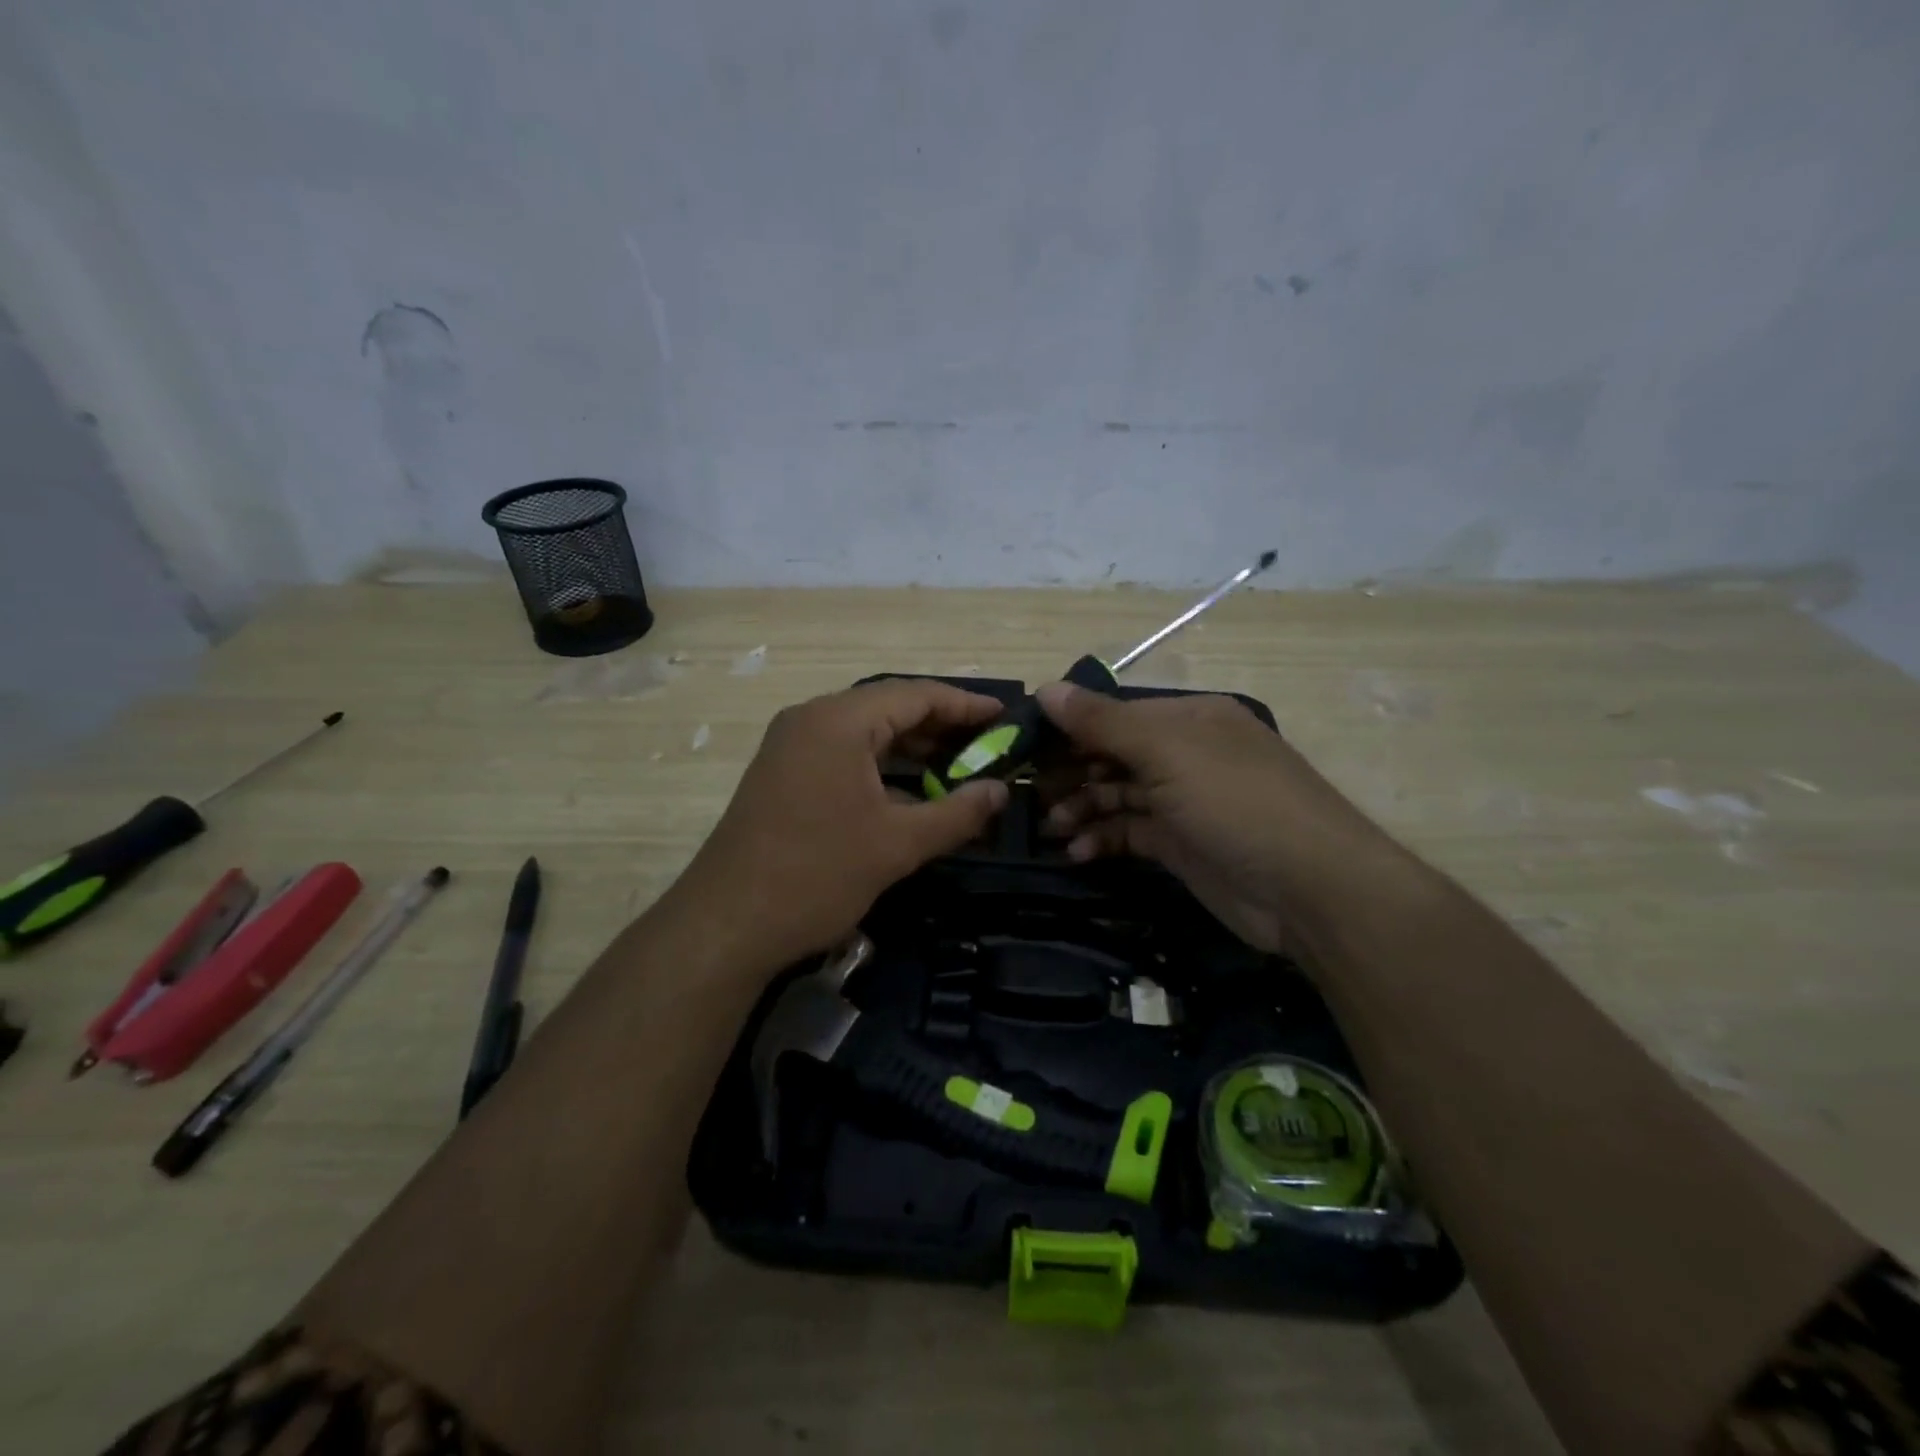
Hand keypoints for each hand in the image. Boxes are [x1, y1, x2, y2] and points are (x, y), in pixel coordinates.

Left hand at [677, 679, 1008, 965]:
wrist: (726, 924)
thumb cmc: (816, 875)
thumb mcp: (898, 844)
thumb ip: (957, 812)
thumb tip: (1001, 792)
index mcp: (838, 721)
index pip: (915, 694)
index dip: (964, 704)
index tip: (1005, 717)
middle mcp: (811, 720)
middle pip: (889, 708)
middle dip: (941, 726)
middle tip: (989, 746)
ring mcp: (791, 746)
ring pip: (865, 733)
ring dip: (911, 748)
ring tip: (959, 767)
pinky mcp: (783, 774)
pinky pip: (844, 754)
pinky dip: (881, 766)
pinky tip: (912, 790)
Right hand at [1036, 684, 1414, 955]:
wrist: (1310, 890)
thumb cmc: (1236, 802)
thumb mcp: (1168, 752)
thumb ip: (1103, 722)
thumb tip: (1045, 688)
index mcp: (1188, 719)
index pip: (1114, 713)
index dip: (1068, 726)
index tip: (1021, 746)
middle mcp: (1185, 754)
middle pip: (1112, 754)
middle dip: (1070, 771)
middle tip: (1026, 793)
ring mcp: (1183, 801)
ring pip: (1116, 795)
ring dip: (1081, 808)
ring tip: (1052, 827)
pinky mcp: (1181, 844)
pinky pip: (1129, 832)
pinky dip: (1102, 839)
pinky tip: (1078, 852)